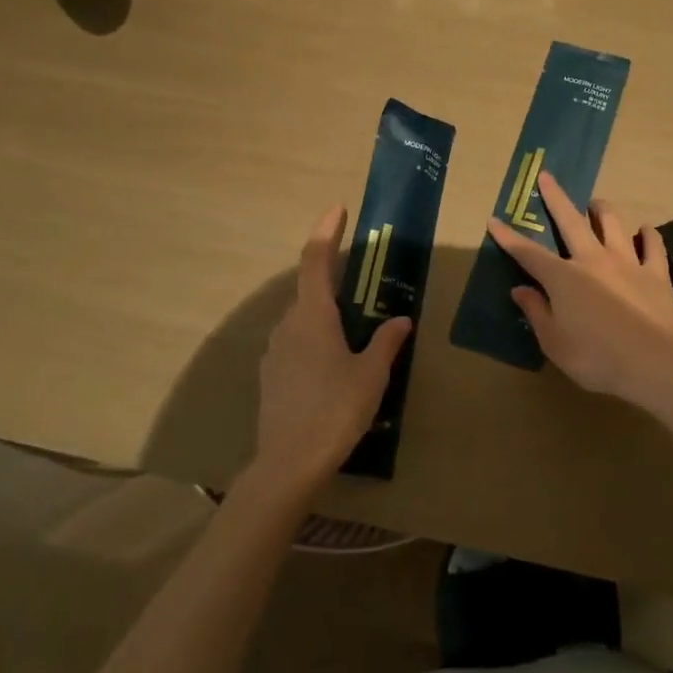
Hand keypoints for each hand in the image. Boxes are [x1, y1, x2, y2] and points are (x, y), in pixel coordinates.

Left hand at [252, 205, 411, 493]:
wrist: (289, 463)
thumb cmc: (336, 410)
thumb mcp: (371, 374)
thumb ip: (386, 341)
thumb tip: (400, 320)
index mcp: (313, 317)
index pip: (315, 260)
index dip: (326, 232)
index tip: (338, 209)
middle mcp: (289, 325)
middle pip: (309, 289)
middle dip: (332, 277)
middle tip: (361, 280)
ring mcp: (275, 351)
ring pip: (302, 318)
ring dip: (325, 312)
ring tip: (354, 329)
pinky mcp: (271, 375)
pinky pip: (295, 342)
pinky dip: (315, 338)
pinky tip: (334, 363)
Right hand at [488, 172, 672, 412]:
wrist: (656, 363)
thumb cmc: (598, 358)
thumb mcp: (555, 344)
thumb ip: (537, 312)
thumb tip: (520, 289)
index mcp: (564, 278)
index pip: (529, 254)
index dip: (509, 238)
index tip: (494, 220)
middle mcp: (593, 260)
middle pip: (571, 222)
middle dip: (556, 198)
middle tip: (547, 176)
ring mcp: (627, 262)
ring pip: (613, 224)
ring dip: (602, 210)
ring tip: (596, 202)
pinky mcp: (655, 273)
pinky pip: (653, 246)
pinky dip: (648, 235)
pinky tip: (645, 230)